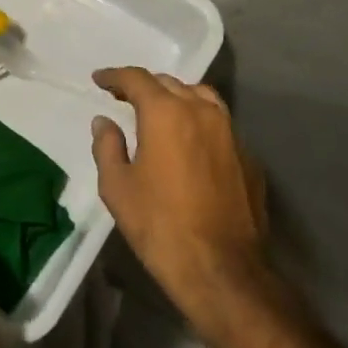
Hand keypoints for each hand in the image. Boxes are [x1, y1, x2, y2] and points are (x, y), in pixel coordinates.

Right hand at [91, 67, 273, 340]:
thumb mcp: (117, 187)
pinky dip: (199, 122)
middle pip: (170, 83)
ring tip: (160, 112)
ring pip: (201, 98)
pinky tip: (189, 143)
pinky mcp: (248, 157)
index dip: (114, 76)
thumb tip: (104, 122)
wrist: (222, 270)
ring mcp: (231, 133)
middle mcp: (202, 112)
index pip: (137, 79)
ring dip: (176, 97)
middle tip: (124, 98)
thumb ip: (107, 146)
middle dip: (144, 86)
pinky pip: (220, 124)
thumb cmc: (160, 225)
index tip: (99, 80)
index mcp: (166, 113)